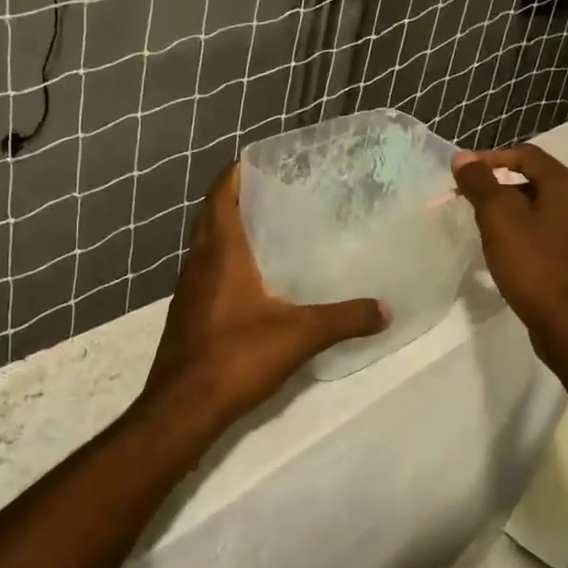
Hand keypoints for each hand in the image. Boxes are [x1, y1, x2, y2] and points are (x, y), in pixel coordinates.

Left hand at [145, 162, 387, 425]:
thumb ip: (344, 318)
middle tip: (281, 187)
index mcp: (221, 252)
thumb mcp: (299, 335)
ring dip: (234, 226)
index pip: (222, 194)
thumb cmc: (235, 358)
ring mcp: (190, 288)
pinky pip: (210, 268)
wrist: (181, 409)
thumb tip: (386, 309)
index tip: (266, 158)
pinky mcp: (191, 311)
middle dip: (242, 195)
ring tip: (274, 224)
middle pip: (215, 214)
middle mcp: (200, 261)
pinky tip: (259, 276)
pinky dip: (230, 257)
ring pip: (210, 242)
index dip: (239, 171)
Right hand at [452, 145, 567, 353]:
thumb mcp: (499, 220)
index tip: (463, 174)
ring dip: (510, 210)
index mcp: (567, 186)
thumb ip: (480, 184)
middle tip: (469, 201)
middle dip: (498, 185)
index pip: (526, 155)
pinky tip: (506, 252)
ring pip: (540, 208)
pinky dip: (523, 232)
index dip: (491, 158)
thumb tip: (463, 157)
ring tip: (482, 226)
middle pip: (534, 180)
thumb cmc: (535, 266)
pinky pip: (546, 232)